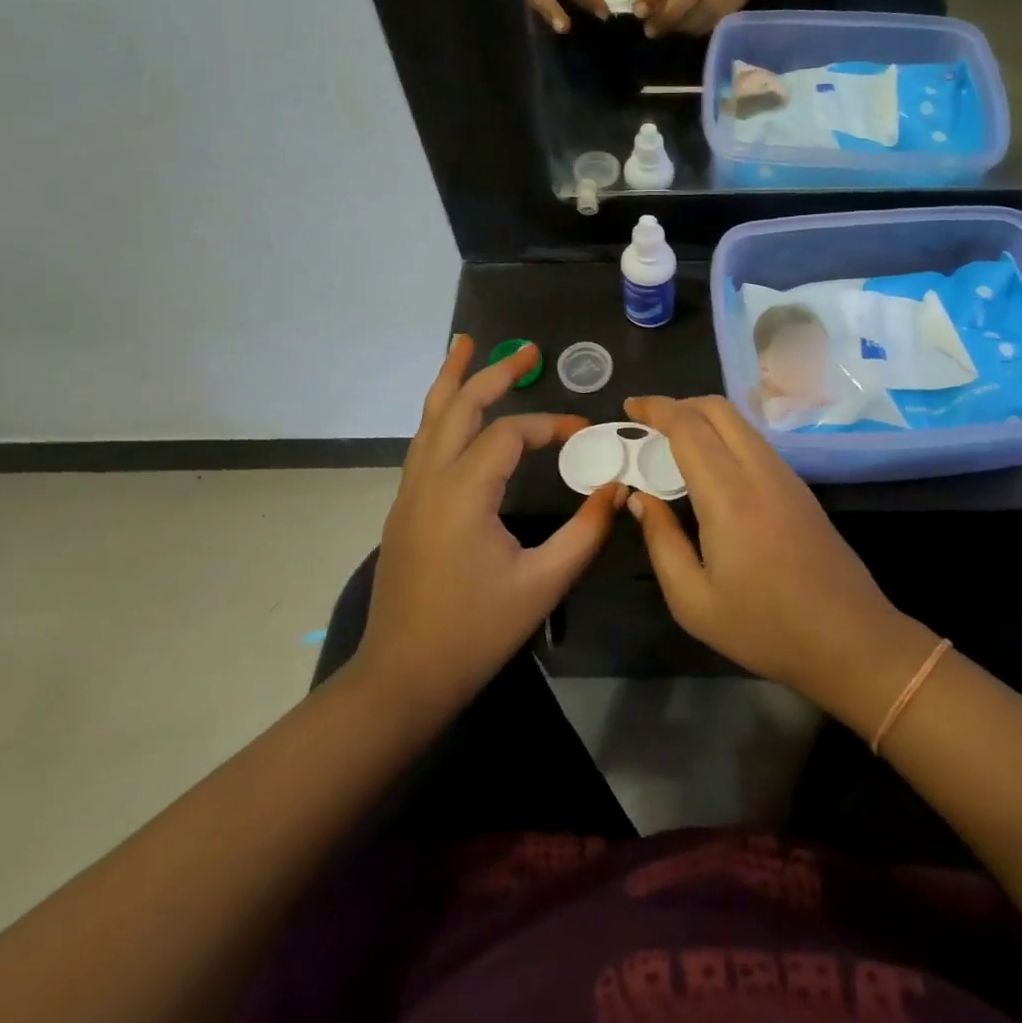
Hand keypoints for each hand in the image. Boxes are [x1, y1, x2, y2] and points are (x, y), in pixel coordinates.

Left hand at [357, 338, 620, 718]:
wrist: (402, 677)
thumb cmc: (474, 632)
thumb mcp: (542, 584)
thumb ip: (585, 532)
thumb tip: (619, 488)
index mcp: (462, 493)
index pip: (508, 435)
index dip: (549, 426)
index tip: (584, 432)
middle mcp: (430, 480)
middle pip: (458, 407)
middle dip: (493, 373)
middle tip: (526, 350)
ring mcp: (410, 492)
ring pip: (429, 419)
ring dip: (453, 381)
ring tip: (466, 345)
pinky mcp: (405, 508)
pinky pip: (424, 443)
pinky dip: (441, 414)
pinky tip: (455, 412)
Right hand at [620, 395, 926, 715]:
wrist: (850, 639)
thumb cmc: (765, 627)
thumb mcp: (694, 601)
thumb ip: (662, 542)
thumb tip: (643, 499)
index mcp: (729, 494)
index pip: (688, 427)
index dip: (655, 409)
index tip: (628, 407)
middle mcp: (760, 471)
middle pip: (718, 409)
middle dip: (678, 404)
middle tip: (646, 423)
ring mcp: (786, 476)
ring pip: (740, 423)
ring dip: (703, 419)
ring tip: (671, 443)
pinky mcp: (799, 488)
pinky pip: (754, 443)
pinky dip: (724, 436)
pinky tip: (708, 467)